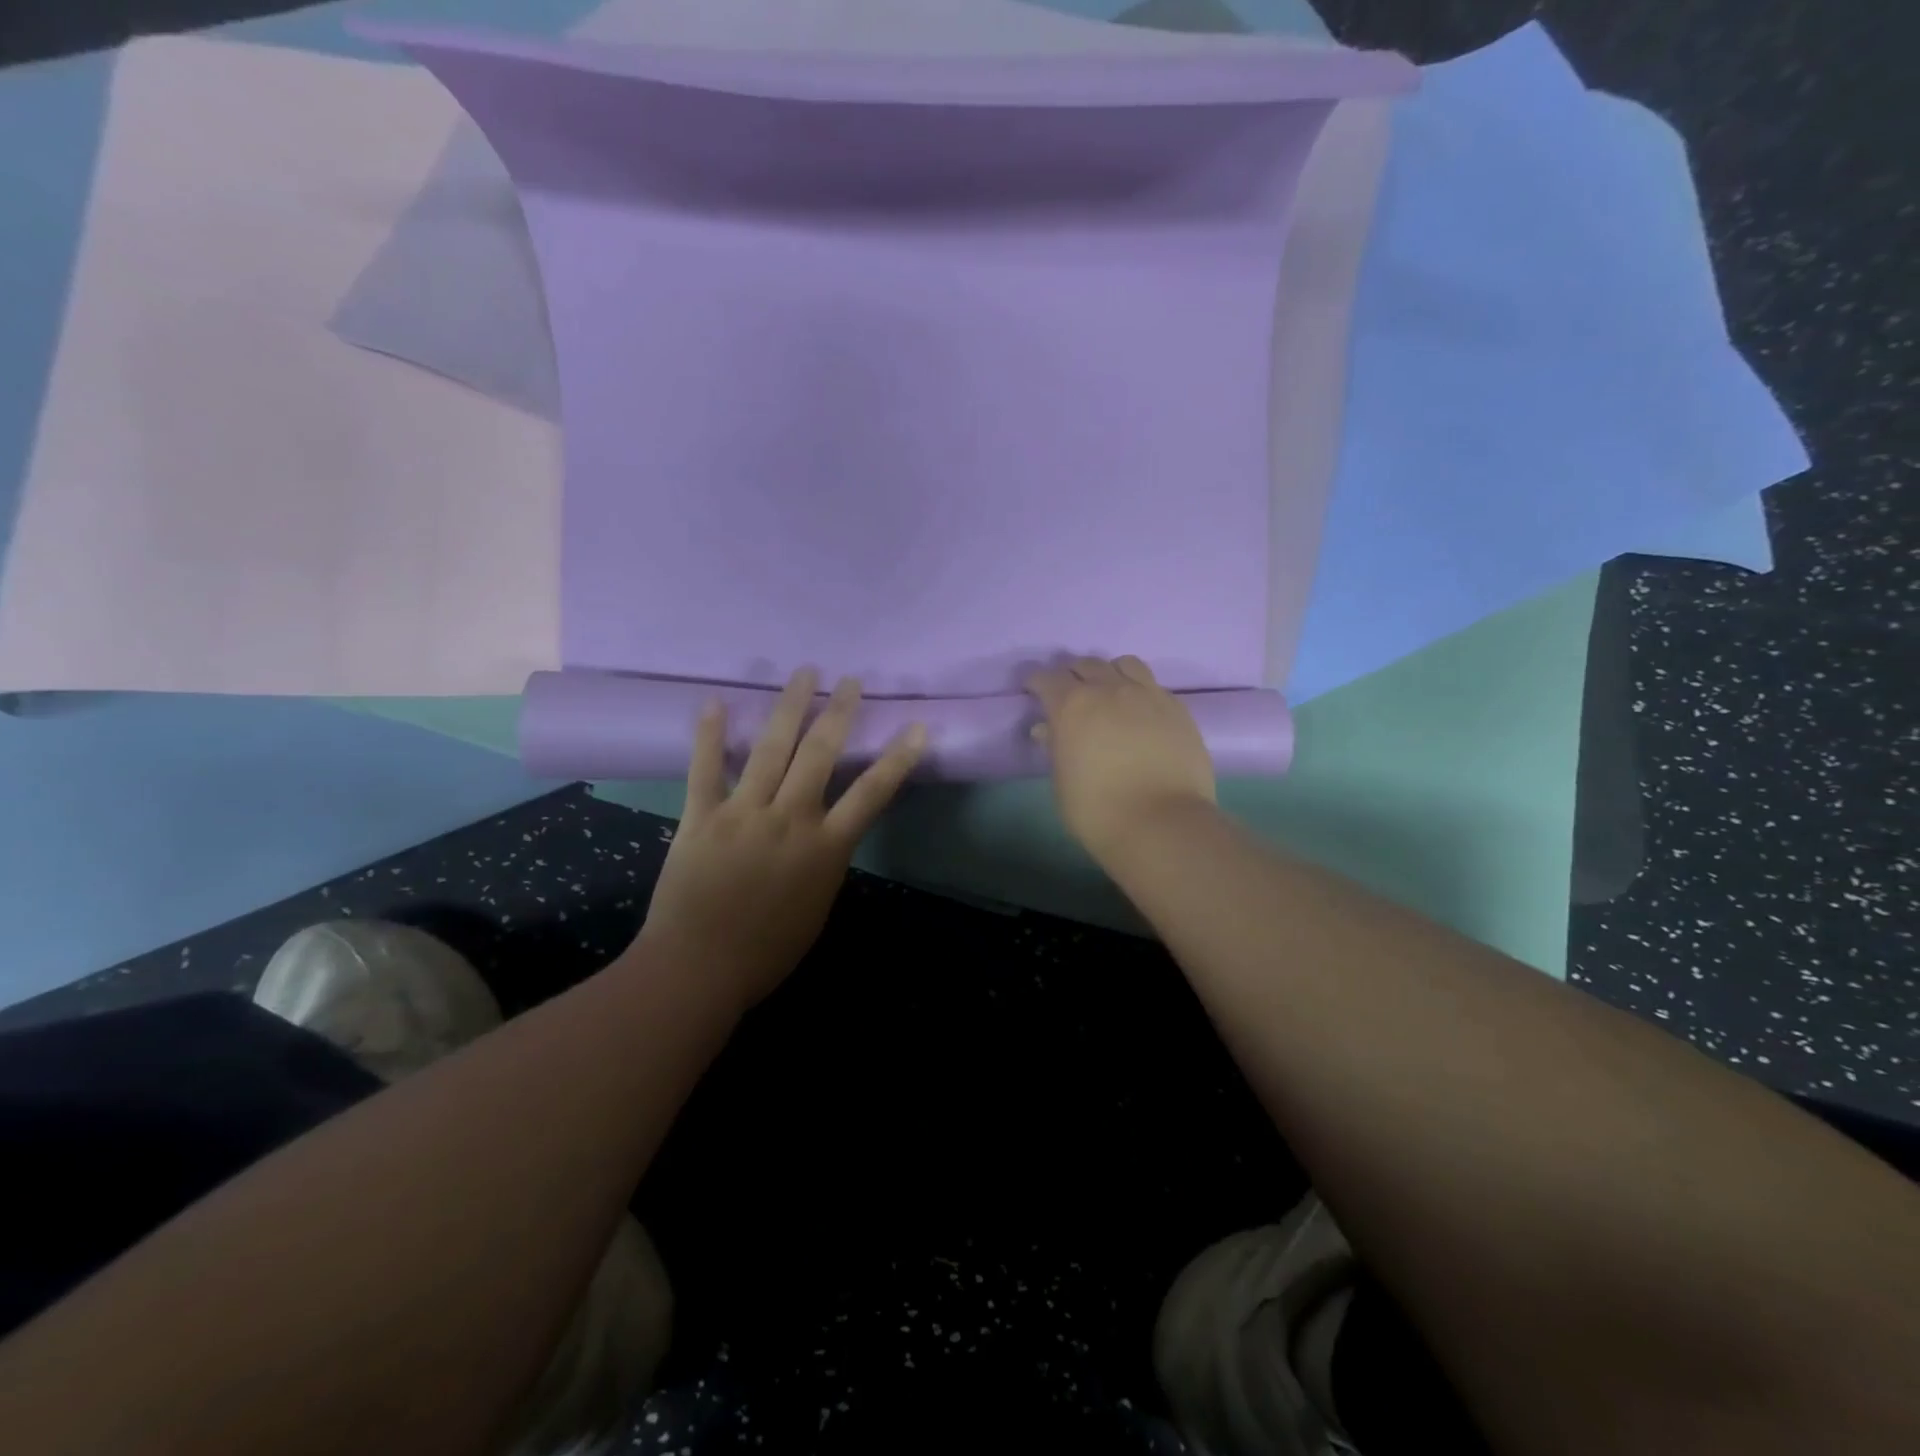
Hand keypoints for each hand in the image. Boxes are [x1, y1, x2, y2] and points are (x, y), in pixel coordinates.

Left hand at [639, 669, 924, 1011]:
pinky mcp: (701, 817)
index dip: (898, 758)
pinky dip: (709, 735)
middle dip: (838, 713)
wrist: (698, 969)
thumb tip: (825, 834)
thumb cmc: (766, 951)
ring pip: (771, 750)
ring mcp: (744, 813)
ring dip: (789, 707)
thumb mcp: (817, 908)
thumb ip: (825, 863)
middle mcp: (790, 819)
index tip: (917, 727)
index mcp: (825, 848)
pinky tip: (714, 702)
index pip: (871, 793)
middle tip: (849, 681)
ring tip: (804, 673)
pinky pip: (705, 769)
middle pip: (820, 755)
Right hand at [1026, 656, 1215, 859]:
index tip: (1034, 691)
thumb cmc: (1098, 811)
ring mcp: (1147, 694)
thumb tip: (1048, 730)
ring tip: (1109, 693)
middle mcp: (1108, 689)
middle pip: (1086, 665)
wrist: (1163, 824)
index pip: (1046, 678)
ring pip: (1124, 664)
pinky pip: (1153, 684)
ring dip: (1110, 673)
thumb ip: (1055, 749)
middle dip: (1073, 675)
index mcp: (1071, 705)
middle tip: (1070, 695)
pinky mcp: (1177, 708)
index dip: (1037, 683)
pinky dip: (1139, 690)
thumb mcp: (1062, 783)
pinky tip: (1139, 712)